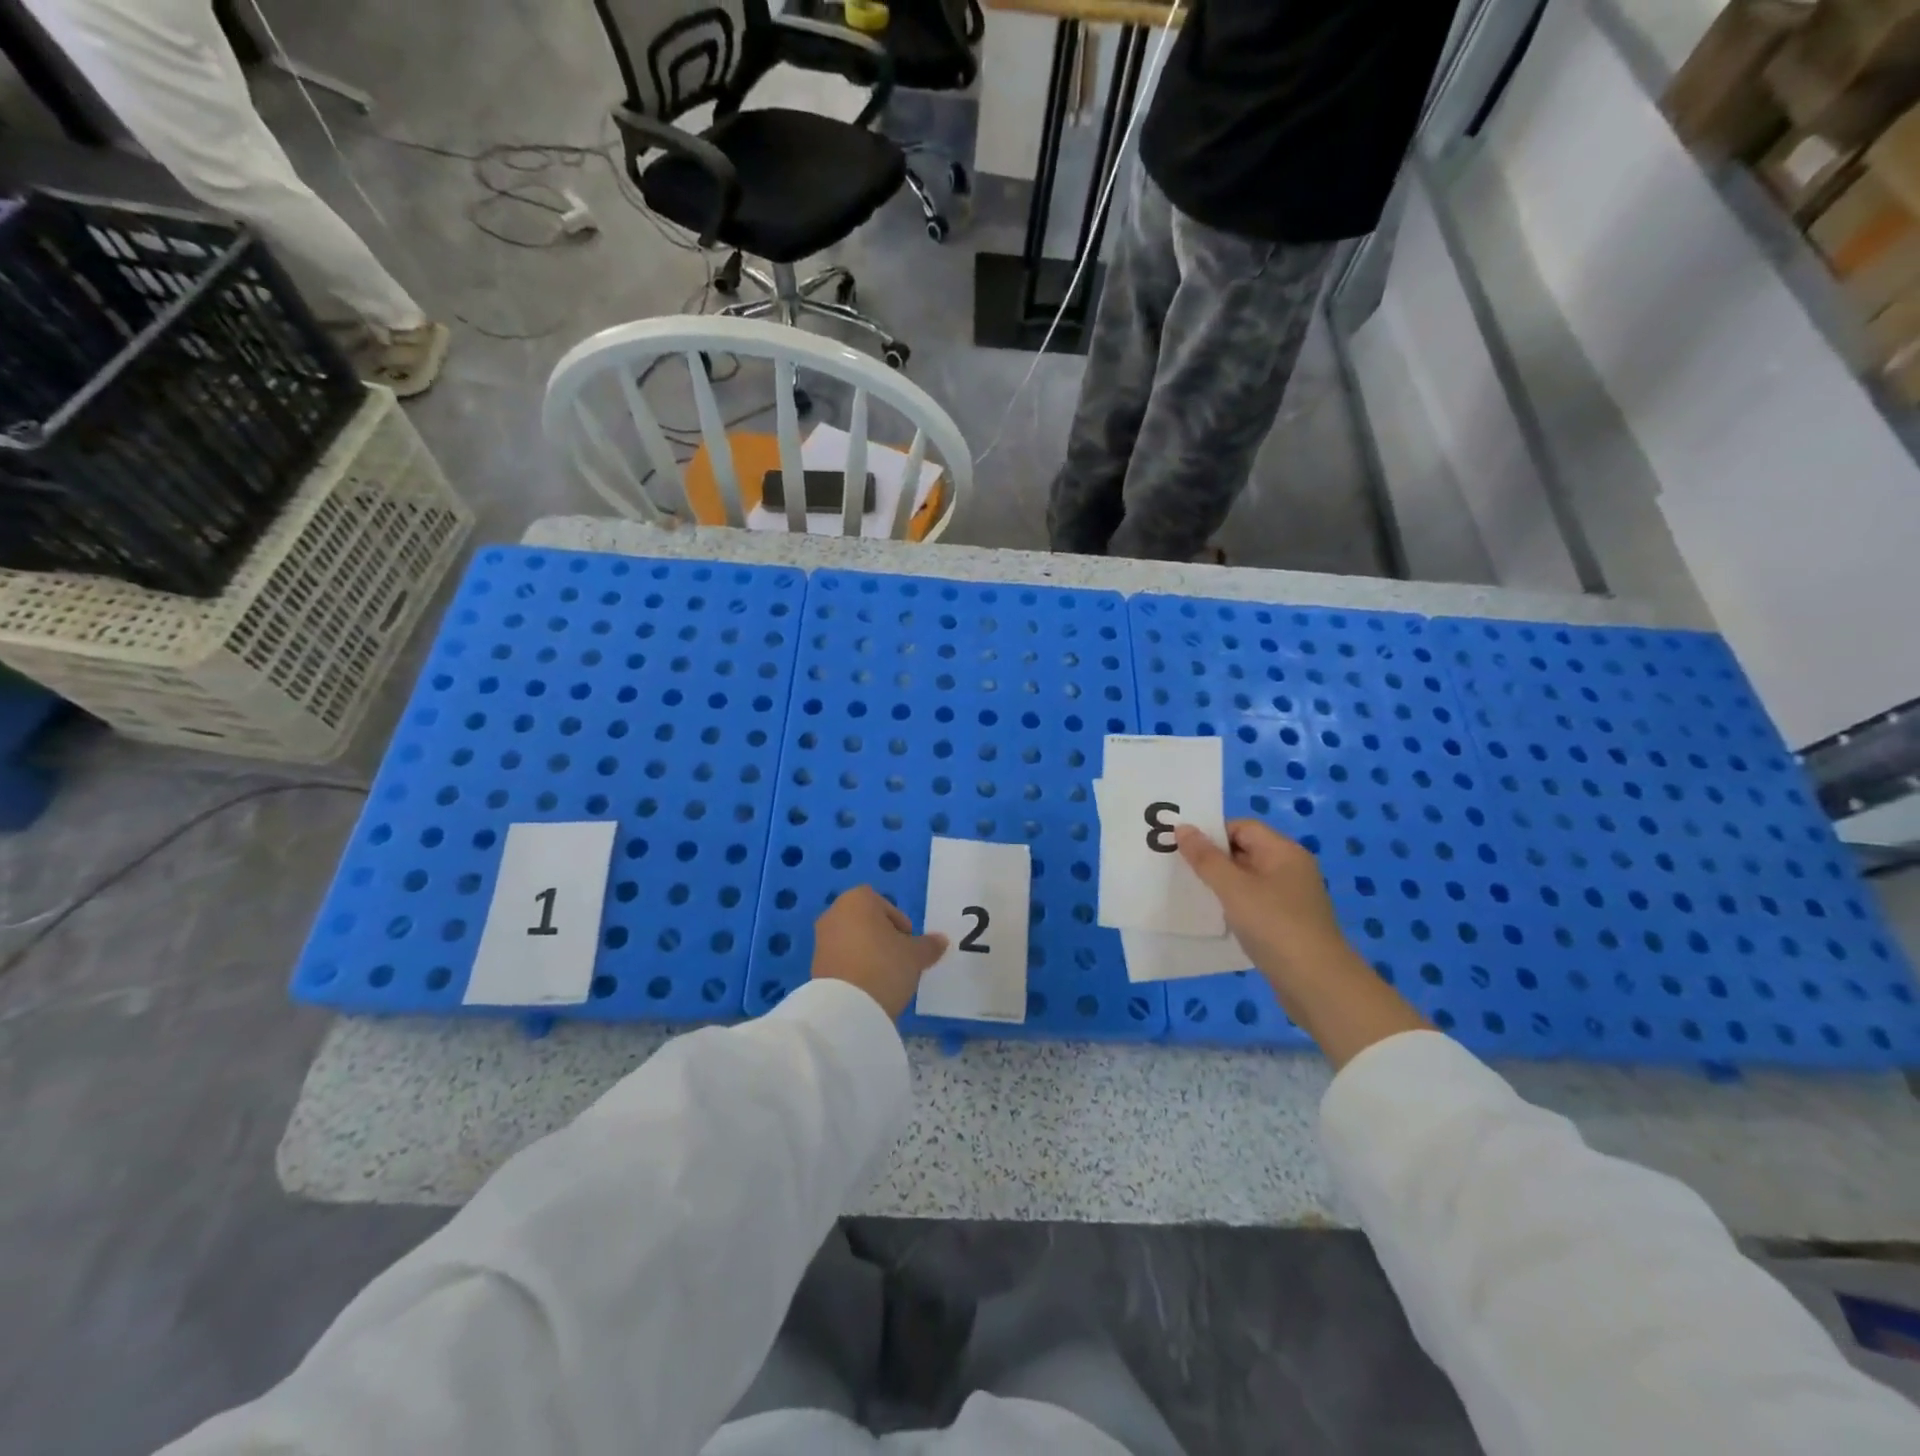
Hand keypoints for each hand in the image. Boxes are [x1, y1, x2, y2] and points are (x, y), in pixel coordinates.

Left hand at [810, 885, 947, 1018]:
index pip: (884, 904)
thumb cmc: (884, 966)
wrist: (847, 1008)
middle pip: (867, 921)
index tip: (908, 944)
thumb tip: (941, 940)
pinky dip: (854, 968)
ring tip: (884, 977)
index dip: (900, 922)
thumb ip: (929, 945)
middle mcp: (834, 913)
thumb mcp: (915, 955)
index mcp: (857, 900)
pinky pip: (842, 959)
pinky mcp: (815, 965)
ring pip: (853, 940)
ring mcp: (821, 939)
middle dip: (883, 937)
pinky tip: (868, 987)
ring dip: (868, 953)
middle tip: (899, 959)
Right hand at [1174, 820, 1349, 980]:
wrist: (1317, 984)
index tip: (1182, 847)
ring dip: (1221, 883)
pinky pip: (1254, 903)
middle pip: (1245, 850)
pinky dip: (1233, 905)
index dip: (1212, 832)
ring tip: (1191, 892)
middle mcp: (1290, 869)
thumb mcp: (1234, 888)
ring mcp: (1290, 898)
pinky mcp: (1287, 924)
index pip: (1242, 827)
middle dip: (1212, 858)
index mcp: (1283, 852)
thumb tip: (1182, 828)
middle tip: (1178, 867)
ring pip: (1247, 879)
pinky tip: (1214, 917)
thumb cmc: (1274, 926)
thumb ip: (1206, 858)